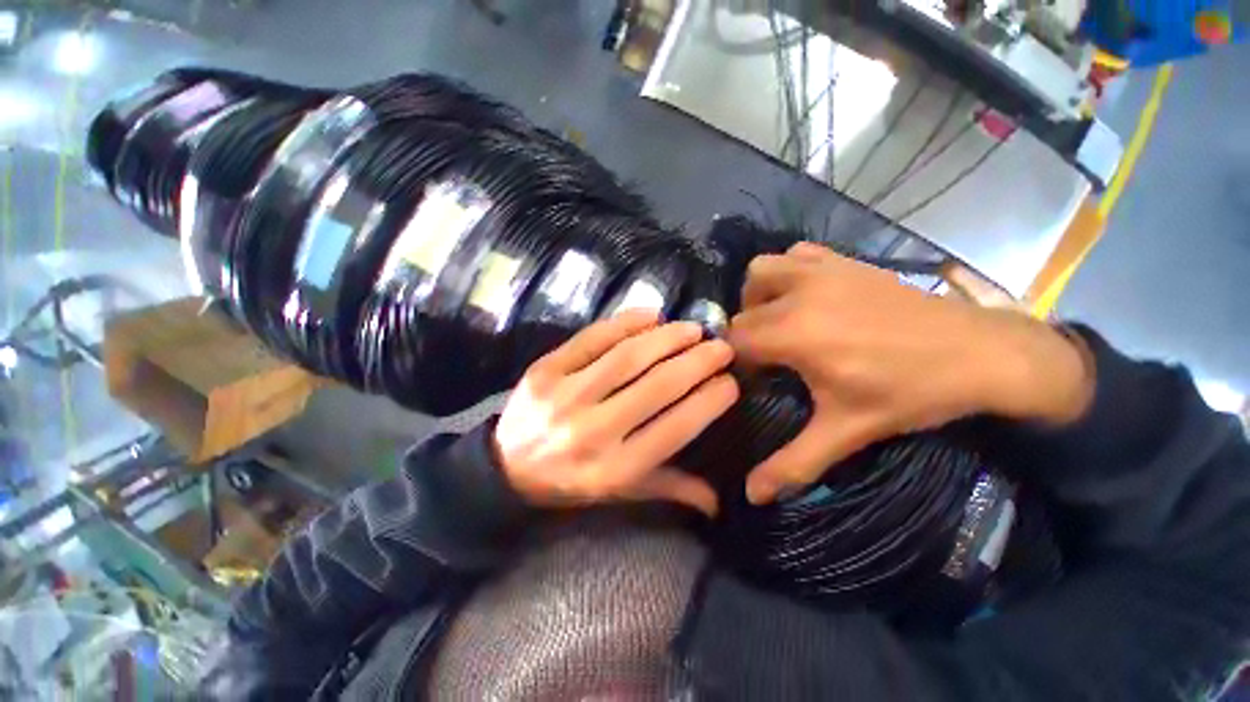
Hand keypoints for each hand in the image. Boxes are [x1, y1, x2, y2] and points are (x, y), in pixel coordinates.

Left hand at [494, 311, 738, 515]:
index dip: (708, 401)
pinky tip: (652, 316)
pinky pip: (593, 338)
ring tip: (692, 330)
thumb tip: (719, 500)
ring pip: (628, 357)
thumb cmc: (570, 482)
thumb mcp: (619, 493)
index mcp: (615, 468)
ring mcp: (566, 395)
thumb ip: (668, 489)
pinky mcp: (545, 369)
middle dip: (697, 362)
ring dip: (668, 338)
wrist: (505, 468)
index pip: (676, 428)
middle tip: (720, 347)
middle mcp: (593, 431)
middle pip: (658, 386)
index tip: (730, 382)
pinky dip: (626, 323)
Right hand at [729, 243, 1093, 504]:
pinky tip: (804, 294)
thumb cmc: (910, 394)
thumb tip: (751, 496)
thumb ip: (793, 464)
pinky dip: (788, 271)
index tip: (754, 381)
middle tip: (767, 358)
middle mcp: (797, 294)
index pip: (734, 342)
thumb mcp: (847, 432)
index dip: (736, 363)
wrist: (981, 353)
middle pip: (741, 310)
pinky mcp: (844, 261)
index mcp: (793, 333)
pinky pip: (796, 254)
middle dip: (744, 335)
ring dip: (757, 296)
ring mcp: (821, 271)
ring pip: (760, 271)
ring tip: (776, 320)